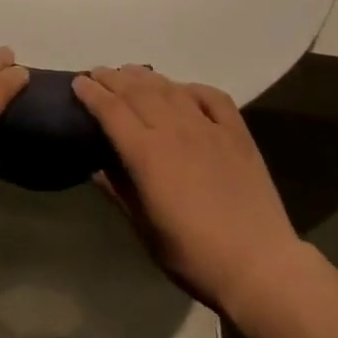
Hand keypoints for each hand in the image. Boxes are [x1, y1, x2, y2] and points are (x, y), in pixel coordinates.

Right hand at [72, 66, 302, 311]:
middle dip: (113, 78)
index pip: (112, 111)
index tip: (78, 82)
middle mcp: (175, 129)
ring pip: (170, 89)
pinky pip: (212, 96)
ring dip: (146, 77)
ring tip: (130, 72)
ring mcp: (208, 127)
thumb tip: (96, 166)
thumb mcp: (145, 230)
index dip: (92, 93)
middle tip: (98, 72)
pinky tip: (183, 89)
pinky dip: (192, 88)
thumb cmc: (194, 256)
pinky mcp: (237, 132)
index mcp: (147, 154)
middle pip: (138, 91)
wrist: (259, 265)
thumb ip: (120, 192)